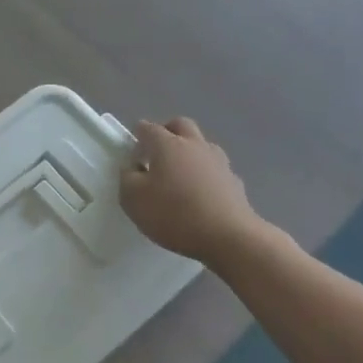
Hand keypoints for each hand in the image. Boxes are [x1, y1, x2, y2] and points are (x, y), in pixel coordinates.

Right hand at [121, 117, 264, 260]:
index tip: (132, 153)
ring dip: (189, 152)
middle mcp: (195, 145)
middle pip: (180, 125)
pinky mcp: (235, 181)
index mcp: (167, 145)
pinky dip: (205, 174)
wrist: (228, 237)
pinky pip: (215, 169)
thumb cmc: (174, 214)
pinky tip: (200, 195)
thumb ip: (127, 177)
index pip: (148, 128)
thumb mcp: (133, 199)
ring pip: (202, 145)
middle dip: (166, 132)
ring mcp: (219, 162)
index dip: (137, 136)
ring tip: (179, 175)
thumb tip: (134, 167)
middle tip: (156, 153)